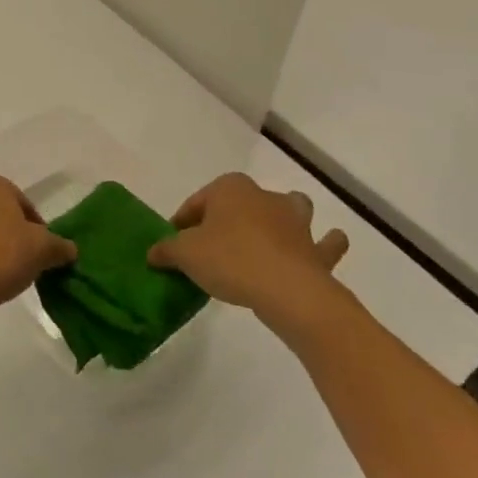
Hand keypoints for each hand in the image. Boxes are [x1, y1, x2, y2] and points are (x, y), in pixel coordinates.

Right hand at [148, 173, 348, 335]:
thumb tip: (153, 253)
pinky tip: (317, 251)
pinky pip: (324, 244)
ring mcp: (296, 221)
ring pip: (289, 208)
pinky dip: (324, 245)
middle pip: (241, 202)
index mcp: (230, 188)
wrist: (286, 289)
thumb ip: (167, 251)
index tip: (174, 246)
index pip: (197, 202)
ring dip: (282, 218)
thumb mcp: (185, 254)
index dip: (182, 223)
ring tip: (268, 237)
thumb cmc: (230, 260)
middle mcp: (264, 196)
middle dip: (229, 217)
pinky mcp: (316, 249)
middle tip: (213, 247)